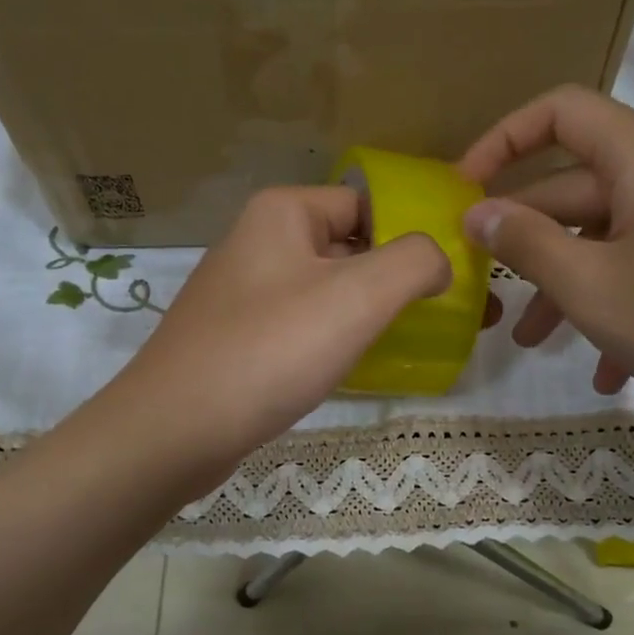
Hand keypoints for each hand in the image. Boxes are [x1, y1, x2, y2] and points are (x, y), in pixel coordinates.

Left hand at [112, 186, 449, 474]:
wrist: (175, 430)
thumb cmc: (270, 351)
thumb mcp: (358, 296)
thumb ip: (415, 261)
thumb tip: (438, 260)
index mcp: (283, 213)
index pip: (370, 204)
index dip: (416, 234)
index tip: (458, 275)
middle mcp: (260, 243)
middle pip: (351, 247)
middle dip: (403, 279)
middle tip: (453, 313)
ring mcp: (246, 294)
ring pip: (329, 291)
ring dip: (374, 312)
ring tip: (420, 342)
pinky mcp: (240, 339)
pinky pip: (304, 327)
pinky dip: (338, 340)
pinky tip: (363, 367)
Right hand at [459, 86, 633, 450]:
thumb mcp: (591, 288)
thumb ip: (525, 243)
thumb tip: (477, 212)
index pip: (560, 112)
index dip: (503, 140)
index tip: (464, 188)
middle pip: (579, 186)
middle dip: (527, 239)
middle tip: (486, 286)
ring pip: (610, 235)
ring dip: (567, 283)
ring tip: (532, 342)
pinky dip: (616, 303)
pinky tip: (604, 369)